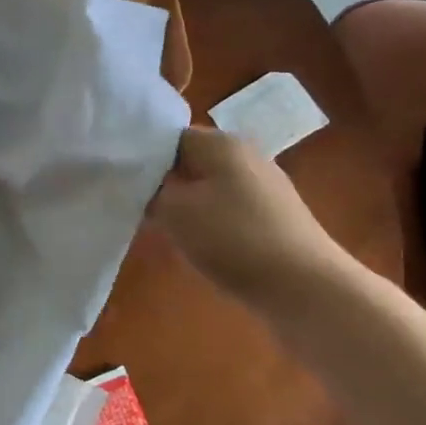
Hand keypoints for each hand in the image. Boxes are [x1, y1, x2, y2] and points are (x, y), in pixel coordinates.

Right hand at [148, 128, 347, 305]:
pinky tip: (198, 246)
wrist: (306, 288)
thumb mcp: (175, 212)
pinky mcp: (274, 217)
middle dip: (161, 183)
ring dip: (184, 205)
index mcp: (221, 143)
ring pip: (207, 187)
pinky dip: (208, 222)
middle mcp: (245, 155)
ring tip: (161, 230)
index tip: (119, 182)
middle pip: (189, 161)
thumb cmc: (234, 239)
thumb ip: (149, 191)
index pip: (168, 136)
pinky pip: (227, 209)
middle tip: (134, 208)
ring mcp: (264, 186)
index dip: (140, 157)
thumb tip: (139, 182)